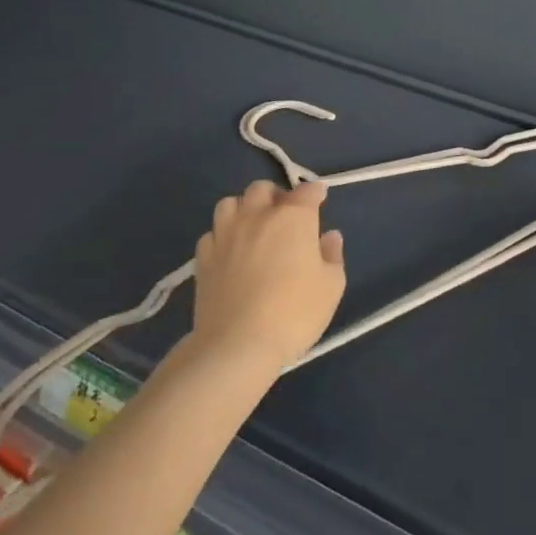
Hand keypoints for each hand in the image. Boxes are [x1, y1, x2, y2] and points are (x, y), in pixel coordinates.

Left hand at [192, 180, 345, 370]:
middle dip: (275, 195)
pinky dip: (222, 236)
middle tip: (284, 215)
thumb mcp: (331, 286)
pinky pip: (212, 233)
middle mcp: (257, 216)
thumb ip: (332, 256)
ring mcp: (225, 234)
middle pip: (262, 188)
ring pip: (230, 203)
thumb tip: (330, 237)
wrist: (237, 345)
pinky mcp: (203, 258)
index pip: (307, 191)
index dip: (315, 193)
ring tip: (252, 228)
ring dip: (244, 209)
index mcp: (292, 217)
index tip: (320, 199)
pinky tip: (230, 252)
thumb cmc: (294, 313)